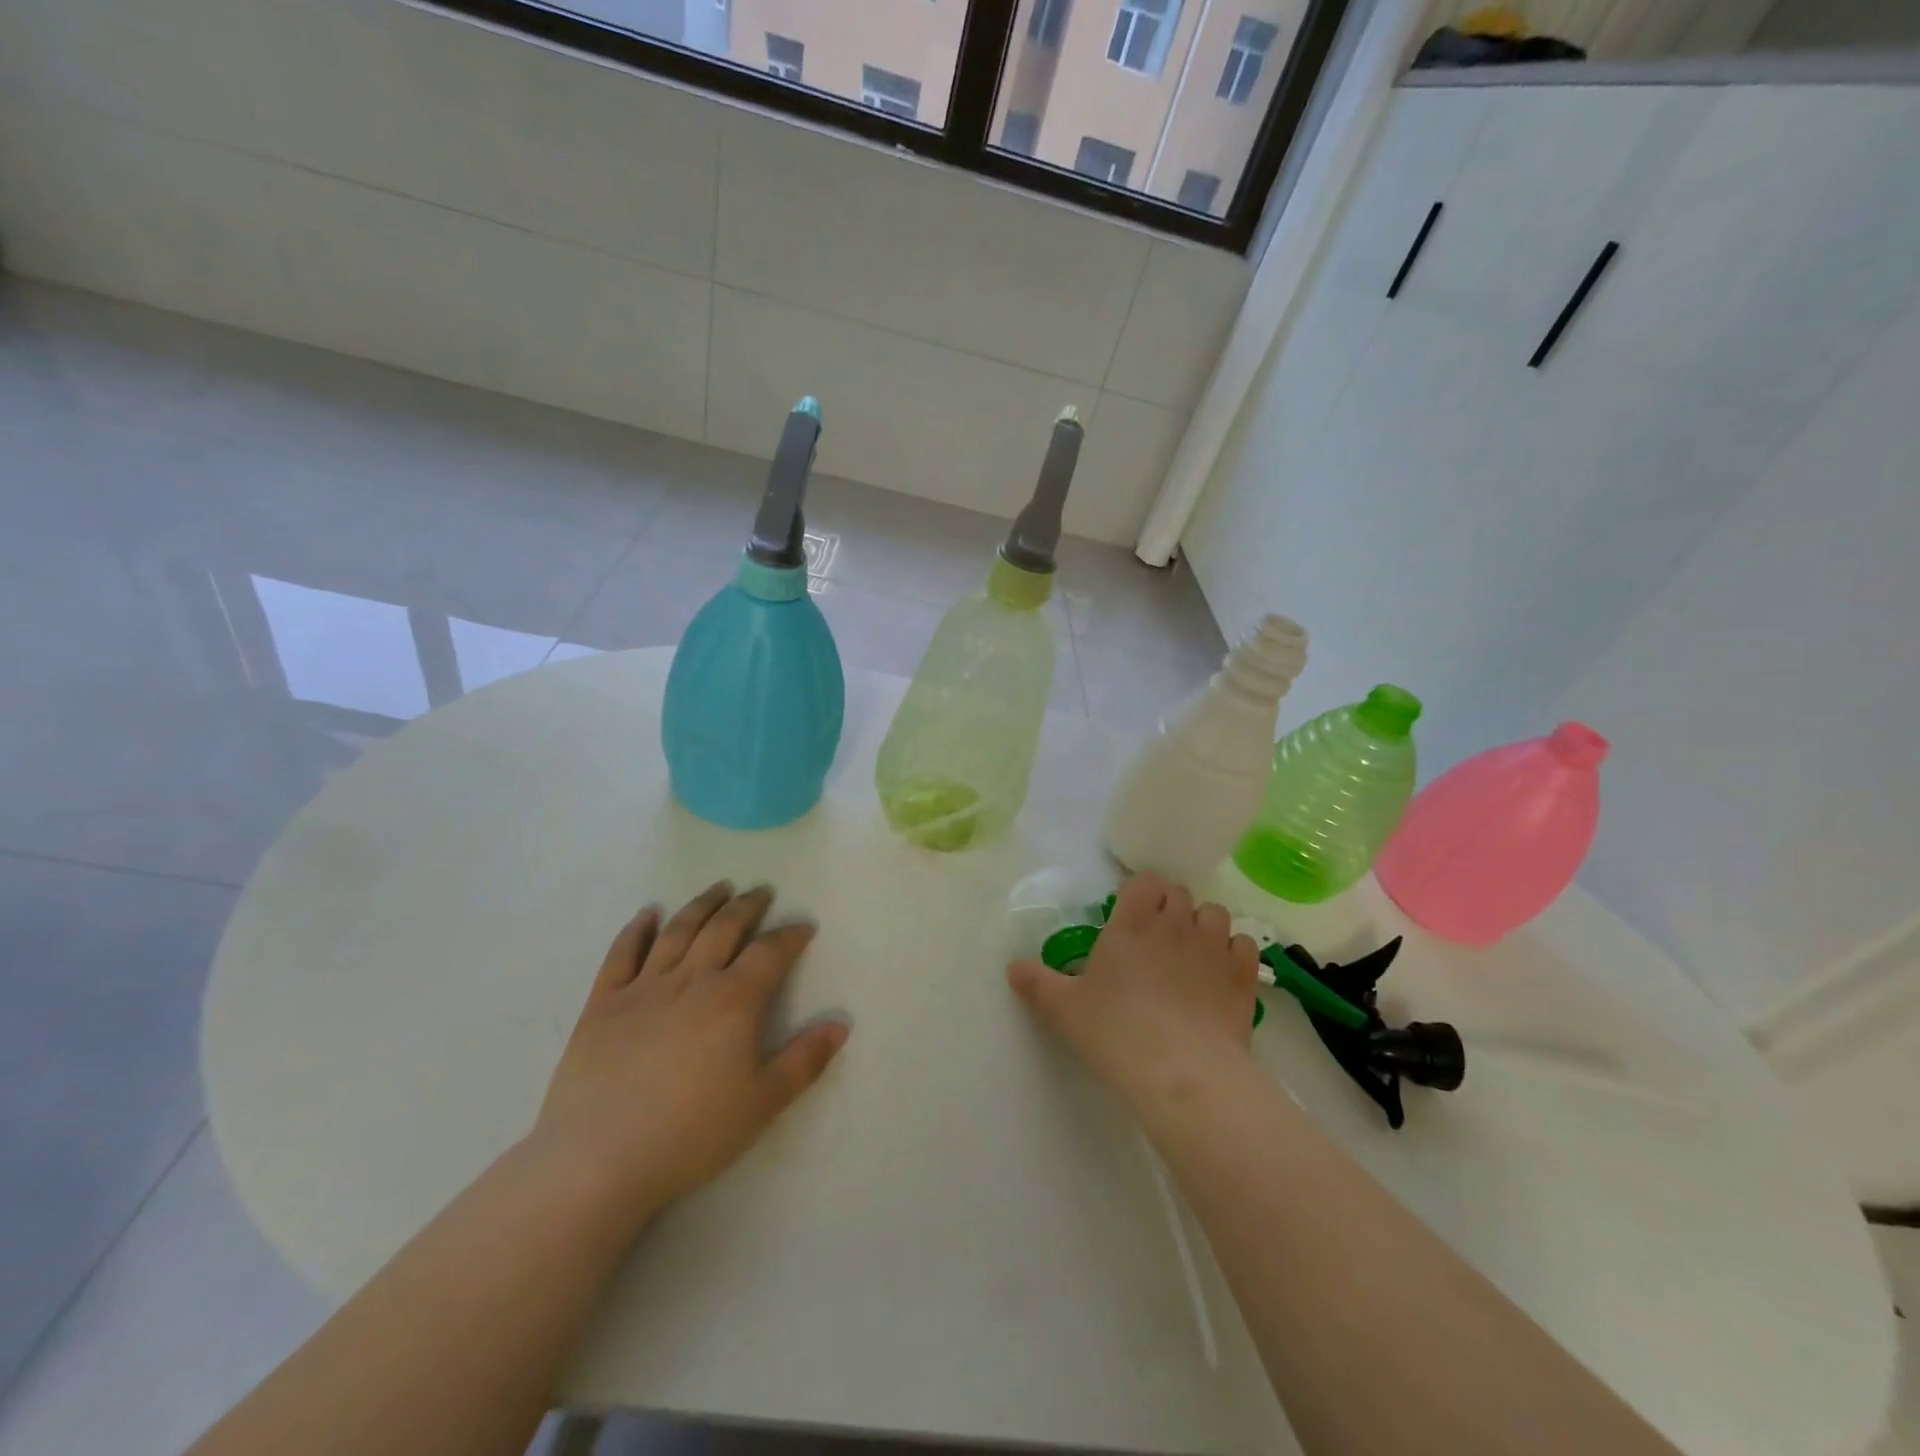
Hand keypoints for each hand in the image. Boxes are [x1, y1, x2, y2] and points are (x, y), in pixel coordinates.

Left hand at [531, 882, 847, 1223]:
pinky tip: (648, 914)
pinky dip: (637, 930)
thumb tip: (840, 1024)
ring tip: (719, 888)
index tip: (803, 927)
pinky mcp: (602, 1004)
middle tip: (761, 892)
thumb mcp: (762, 1104)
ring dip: (702, 905)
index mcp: (733, 1001)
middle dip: (747, 907)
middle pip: (724, 929)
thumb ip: (804, 1061)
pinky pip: (622, 954)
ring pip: (678, 931)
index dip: (790, 936)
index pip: (769, 953)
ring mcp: (643, 988)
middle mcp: (691, 981)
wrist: (597, 1161)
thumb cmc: (690, 1135)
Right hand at [1007, 873, 1258, 1113]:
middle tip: (1155, 938)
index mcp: (1132, 922)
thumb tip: (1013, 967)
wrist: (1181, 1072)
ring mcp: (1213, 947)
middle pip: (1179, 893)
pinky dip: (1233, 951)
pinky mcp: (1242, 975)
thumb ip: (1037, 982)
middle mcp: (1175, 924)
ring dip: (1203, 925)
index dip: (1139, 893)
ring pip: (1215, 912)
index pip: (1143, 881)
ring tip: (1191, 952)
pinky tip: (1221, 973)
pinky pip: (1243, 944)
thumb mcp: (1064, 1009)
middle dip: (1169, 907)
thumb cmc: (1116, 1031)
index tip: (1130, 914)